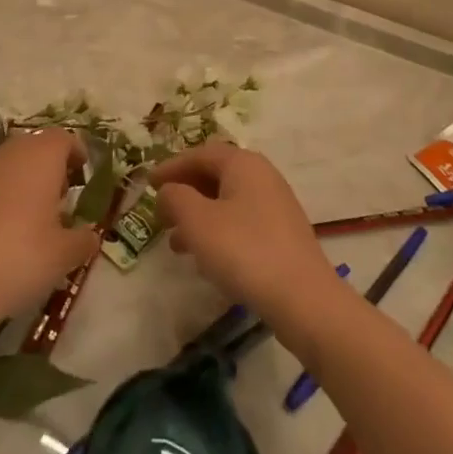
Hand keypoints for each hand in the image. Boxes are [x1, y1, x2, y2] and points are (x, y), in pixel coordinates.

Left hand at [0, 129, 98, 327]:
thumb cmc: (18, 259)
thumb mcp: (63, 257)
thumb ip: (82, 240)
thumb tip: (89, 234)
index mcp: (41, 157)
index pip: (63, 138)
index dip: (74, 154)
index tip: (80, 176)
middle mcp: (7, 152)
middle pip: (32, 149)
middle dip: (44, 170)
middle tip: (53, 204)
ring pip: (1, 167)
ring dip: (13, 185)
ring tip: (18, 223)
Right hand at [150, 143, 338, 324]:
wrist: (304, 300)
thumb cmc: (244, 251)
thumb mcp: (198, 222)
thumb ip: (176, 198)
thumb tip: (168, 191)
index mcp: (243, 163)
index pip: (200, 154)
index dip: (171, 167)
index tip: (148, 184)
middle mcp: (262, 176)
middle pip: (215, 175)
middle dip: (185, 192)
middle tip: (161, 212)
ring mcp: (275, 205)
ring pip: (227, 201)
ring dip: (198, 215)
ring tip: (175, 242)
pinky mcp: (282, 234)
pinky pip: (241, 221)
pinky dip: (218, 231)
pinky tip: (206, 258)